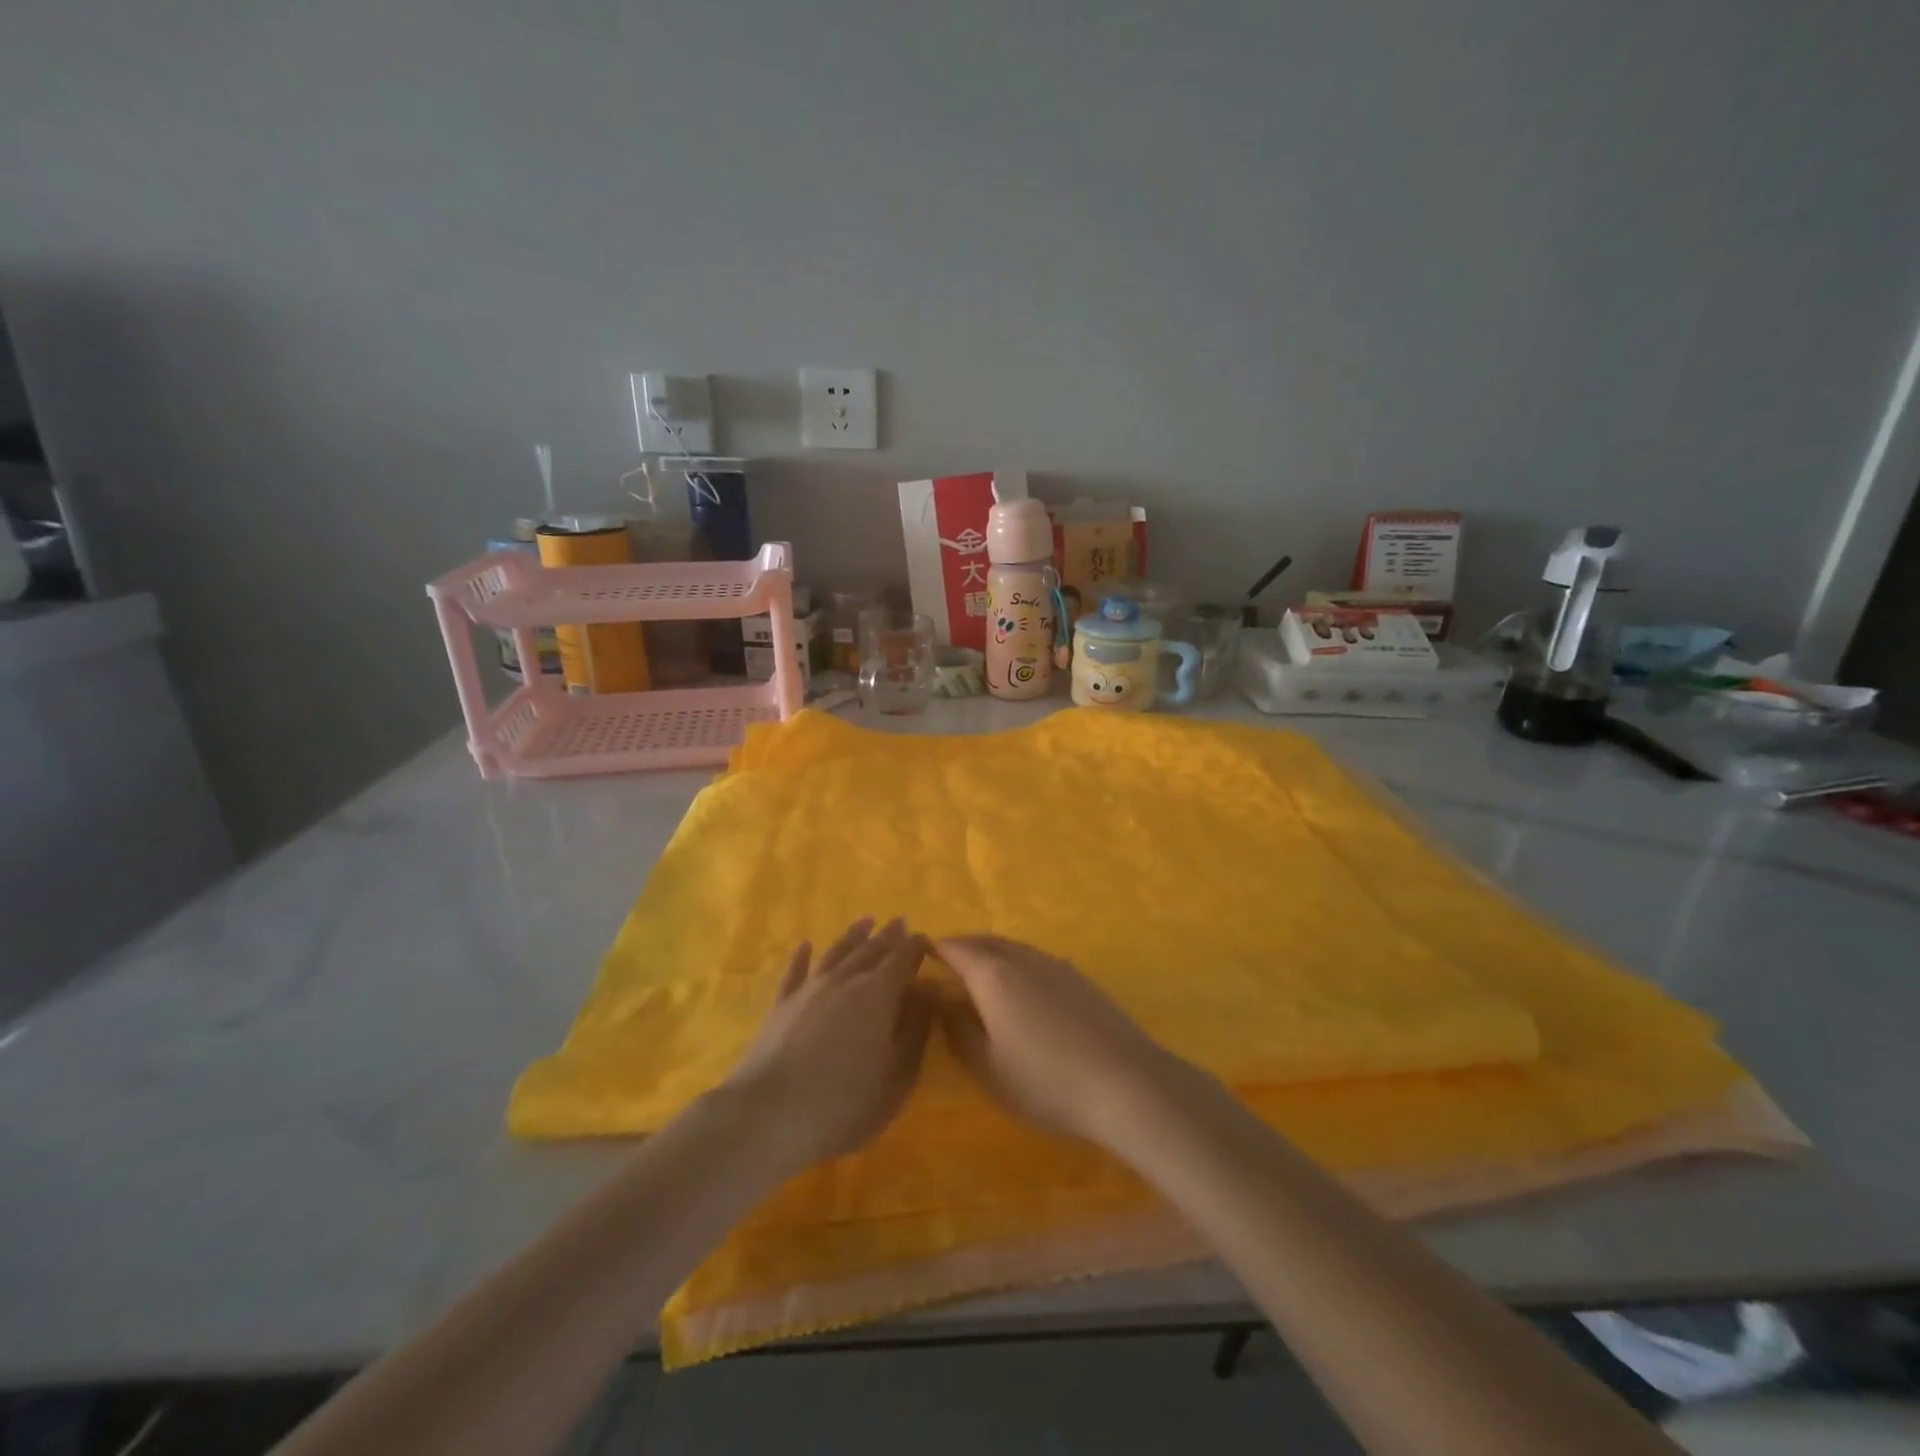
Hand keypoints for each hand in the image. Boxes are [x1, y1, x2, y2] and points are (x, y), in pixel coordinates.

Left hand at [724, 918, 934, 1174]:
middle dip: (888, 936)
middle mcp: (845, 980)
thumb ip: (915, 1030)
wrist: (769, 1115)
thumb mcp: (897, 1076)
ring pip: (836, 953)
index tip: (925, 939)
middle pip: (871, 950)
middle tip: (899, 922)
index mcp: (879, 994)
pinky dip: (801, 957)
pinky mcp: (781, 1004)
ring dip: (853, 936)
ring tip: (865, 922)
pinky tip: (804, 945)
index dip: (915, 947)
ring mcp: (810, 989)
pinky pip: (795, 972)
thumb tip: (926, 992)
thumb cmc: (844, 1103)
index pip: (902, 959)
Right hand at [936, 935, 1201, 1149]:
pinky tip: (1023, 987)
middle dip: (963, 947)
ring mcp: (1056, 965)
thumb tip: (942, 1001)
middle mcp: (1023, 959)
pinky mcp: (1081, 979)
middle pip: (986, 941)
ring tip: (980, 973)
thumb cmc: (1046, 1081)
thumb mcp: (989, 1068)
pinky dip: (1018, 963)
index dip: (935, 950)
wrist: (1126, 1083)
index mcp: (994, 975)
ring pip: (1014, 948)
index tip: (919, 956)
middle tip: (945, 962)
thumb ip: (960, 1031)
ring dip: (992, 953)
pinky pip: (1037, 959)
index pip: (956, 949)